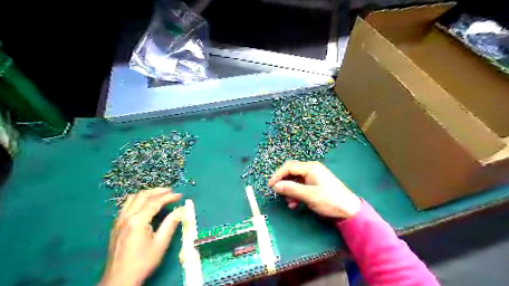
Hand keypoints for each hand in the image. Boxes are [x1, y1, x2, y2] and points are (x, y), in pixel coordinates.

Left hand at [99, 188, 182, 285]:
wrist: (119, 280)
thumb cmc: (143, 262)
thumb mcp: (161, 243)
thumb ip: (171, 223)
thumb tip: (181, 209)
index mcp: (138, 221)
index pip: (155, 202)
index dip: (169, 197)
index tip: (180, 195)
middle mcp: (126, 217)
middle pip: (142, 195)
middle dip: (158, 191)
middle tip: (171, 192)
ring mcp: (119, 220)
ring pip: (133, 198)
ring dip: (147, 194)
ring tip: (160, 195)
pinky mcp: (116, 225)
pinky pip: (127, 205)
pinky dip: (138, 200)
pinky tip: (145, 205)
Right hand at [268, 161, 358, 218]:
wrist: (349, 210)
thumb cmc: (330, 200)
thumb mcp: (309, 195)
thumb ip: (291, 189)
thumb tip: (275, 186)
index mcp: (310, 167)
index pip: (289, 167)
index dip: (278, 175)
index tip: (270, 186)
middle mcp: (311, 170)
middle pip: (291, 173)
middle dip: (284, 183)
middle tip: (278, 194)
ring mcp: (313, 177)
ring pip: (295, 181)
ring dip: (290, 191)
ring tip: (289, 202)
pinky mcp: (314, 185)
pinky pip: (300, 187)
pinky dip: (296, 194)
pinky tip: (295, 204)